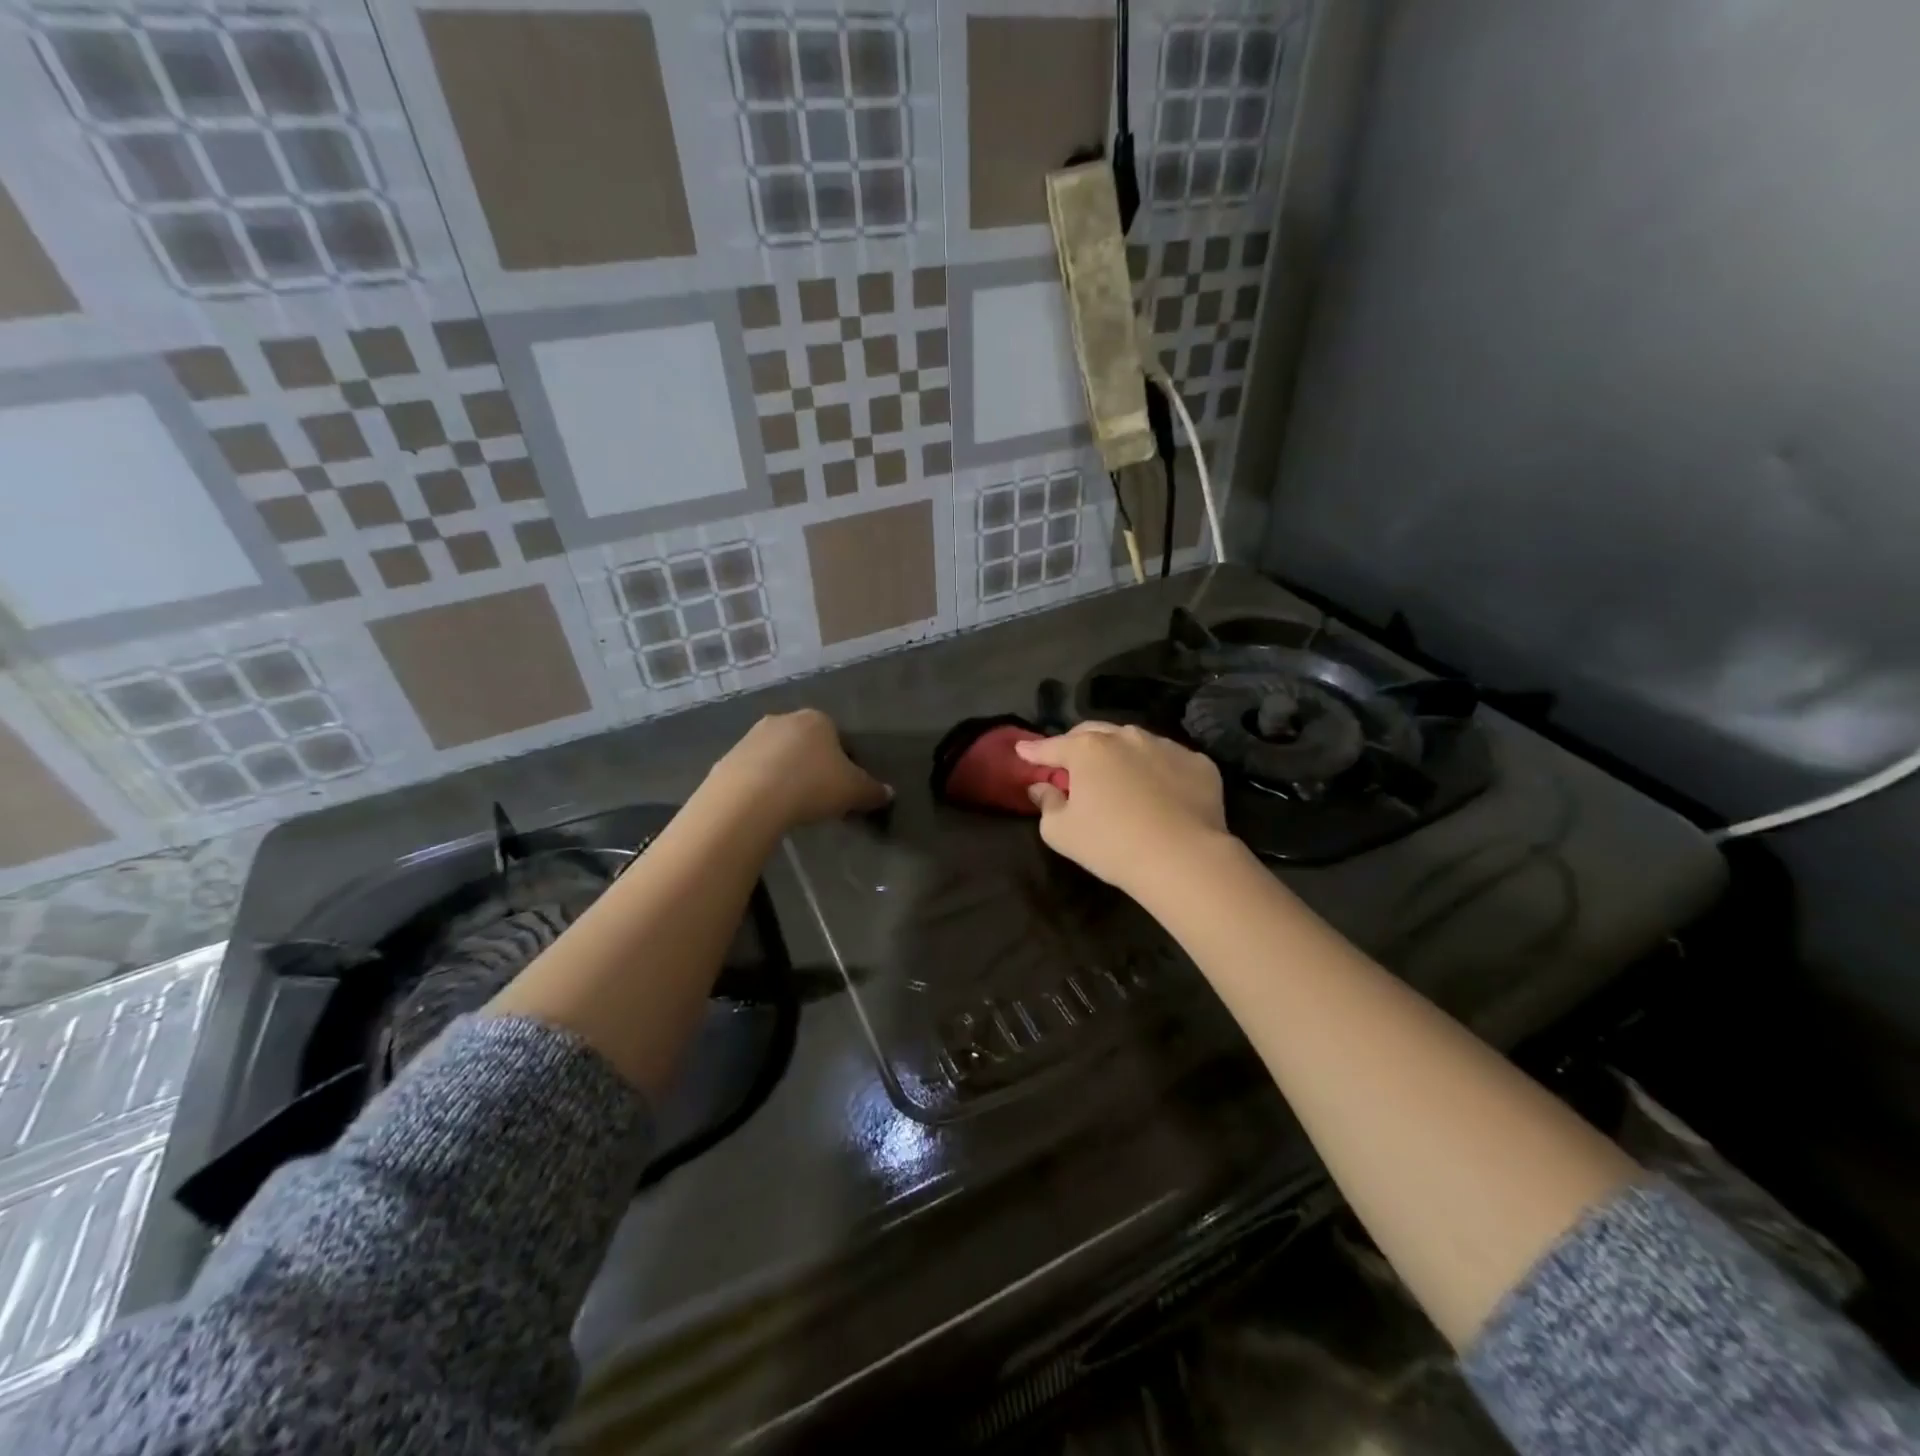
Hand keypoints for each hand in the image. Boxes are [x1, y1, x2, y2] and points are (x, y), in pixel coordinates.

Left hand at [704, 708, 890, 832]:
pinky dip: (762, 786)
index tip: (843, 788)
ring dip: (785, 775)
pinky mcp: (728, 758)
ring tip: (791, 805)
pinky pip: (754, 772)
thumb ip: (873, 791)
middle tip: (819, 797)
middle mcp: (783, 719)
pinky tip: (767, 808)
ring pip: (778, 756)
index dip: (844, 763)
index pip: (838, 737)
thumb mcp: (853, 791)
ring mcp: (751, 737)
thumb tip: (889, 793)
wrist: (749, 799)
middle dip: (813, 766)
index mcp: (817, 720)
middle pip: (806, 744)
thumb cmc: (811, 786)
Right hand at [1015, 723, 1229, 895]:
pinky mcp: (1199, 763)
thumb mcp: (1061, 832)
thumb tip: (1042, 788)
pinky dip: (1158, 771)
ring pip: (1134, 743)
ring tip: (1119, 777)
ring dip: (1120, 755)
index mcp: (1087, 749)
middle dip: (1077, 745)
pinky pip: (1169, 761)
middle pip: (1093, 734)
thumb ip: (1046, 804)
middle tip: (1071, 764)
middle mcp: (1126, 736)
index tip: (1022, 751)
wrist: (1183, 858)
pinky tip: (1160, 794)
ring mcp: (1166, 746)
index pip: (1052, 746)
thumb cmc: (1111, 844)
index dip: (1034, 751)